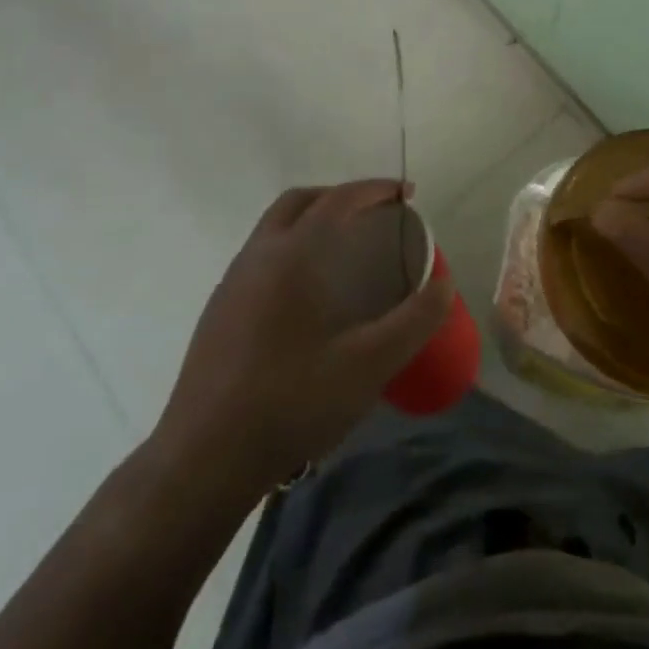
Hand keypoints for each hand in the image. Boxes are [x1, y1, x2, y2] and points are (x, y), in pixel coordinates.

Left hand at [152, 181, 453, 501]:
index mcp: (290, 256)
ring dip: (312, 221)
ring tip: (347, 249)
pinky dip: (292, 250)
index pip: (338, 201)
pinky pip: (261, 257)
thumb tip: (444, 284)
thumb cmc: (291, 402)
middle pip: (300, 202)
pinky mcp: (218, 311)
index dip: (375, 189)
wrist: (204, 459)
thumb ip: (414, 321)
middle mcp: (257, 256)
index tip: (407, 193)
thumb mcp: (368, 365)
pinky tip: (309, 294)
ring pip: (274, 228)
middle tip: (376, 214)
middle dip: (340, 196)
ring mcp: (231, 282)